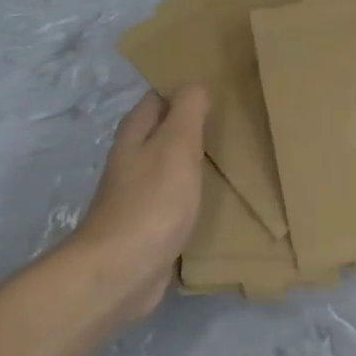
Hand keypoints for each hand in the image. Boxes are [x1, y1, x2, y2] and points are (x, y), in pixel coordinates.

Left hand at [65, 85, 209, 318]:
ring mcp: (138, 194)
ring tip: (232, 156)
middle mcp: (132, 160)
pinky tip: (216, 197)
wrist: (122, 272)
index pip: (158, 98)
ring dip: (194, 160)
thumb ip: (188, 110)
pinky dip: (193, 192)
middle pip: (163, 132)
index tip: (219, 88)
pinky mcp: (149, 225)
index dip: (184, 90)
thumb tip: (194, 84)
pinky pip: (175, 198)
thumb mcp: (176, 145)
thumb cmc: (152, 201)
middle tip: (233, 121)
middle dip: (193, 125)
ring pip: (170, 165)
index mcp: (135, 134)